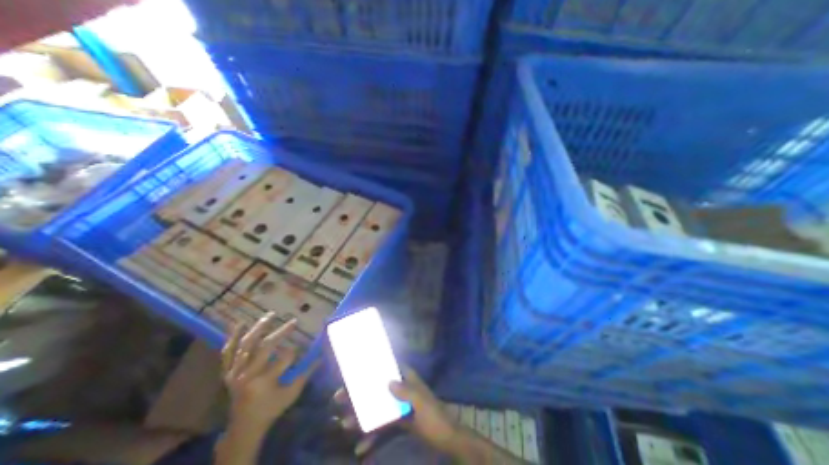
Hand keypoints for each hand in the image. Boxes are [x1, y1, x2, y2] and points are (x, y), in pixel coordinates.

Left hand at [221, 317, 317, 432]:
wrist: (243, 427)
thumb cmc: (271, 409)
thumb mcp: (292, 393)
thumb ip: (307, 373)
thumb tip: (322, 355)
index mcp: (264, 382)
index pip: (284, 358)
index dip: (294, 352)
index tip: (301, 348)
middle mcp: (247, 375)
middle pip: (265, 347)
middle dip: (282, 332)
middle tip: (294, 322)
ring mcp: (235, 373)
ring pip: (246, 345)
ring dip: (259, 328)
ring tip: (270, 315)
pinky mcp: (227, 372)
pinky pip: (227, 352)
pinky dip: (233, 337)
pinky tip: (240, 323)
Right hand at [332, 367, 460, 452]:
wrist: (446, 439)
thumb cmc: (434, 416)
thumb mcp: (421, 403)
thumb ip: (407, 391)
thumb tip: (388, 381)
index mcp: (407, 379)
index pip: (389, 367)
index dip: (374, 365)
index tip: (356, 368)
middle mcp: (401, 389)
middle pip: (377, 387)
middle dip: (360, 393)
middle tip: (339, 397)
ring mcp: (399, 406)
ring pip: (377, 407)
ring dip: (361, 416)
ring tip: (344, 424)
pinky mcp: (398, 421)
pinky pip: (382, 426)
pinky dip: (372, 436)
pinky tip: (361, 448)